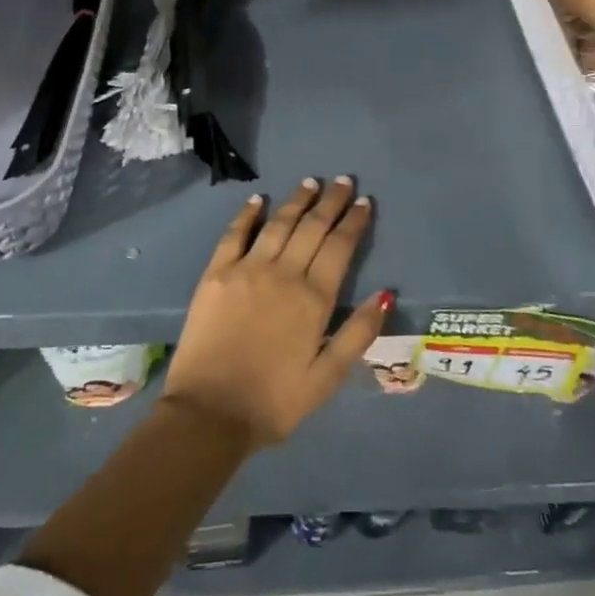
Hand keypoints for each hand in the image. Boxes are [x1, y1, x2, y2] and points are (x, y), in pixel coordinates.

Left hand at [162, 177, 391, 448]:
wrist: (209, 414)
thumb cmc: (274, 402)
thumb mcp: (327, 378)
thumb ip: (358, 333)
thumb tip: (385, 294)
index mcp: (313, 299)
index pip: (340, 247)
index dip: (354, 222)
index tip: (364, 202)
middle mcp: (283, 274)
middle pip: (312, 227)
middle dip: (331, 202)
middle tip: (343, 181)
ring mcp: (247, 270)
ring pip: (279, 223)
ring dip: (297, 200)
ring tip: (311, 182)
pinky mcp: (216, 274)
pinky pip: (234, 234)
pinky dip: (248, 214)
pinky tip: (258, 200)